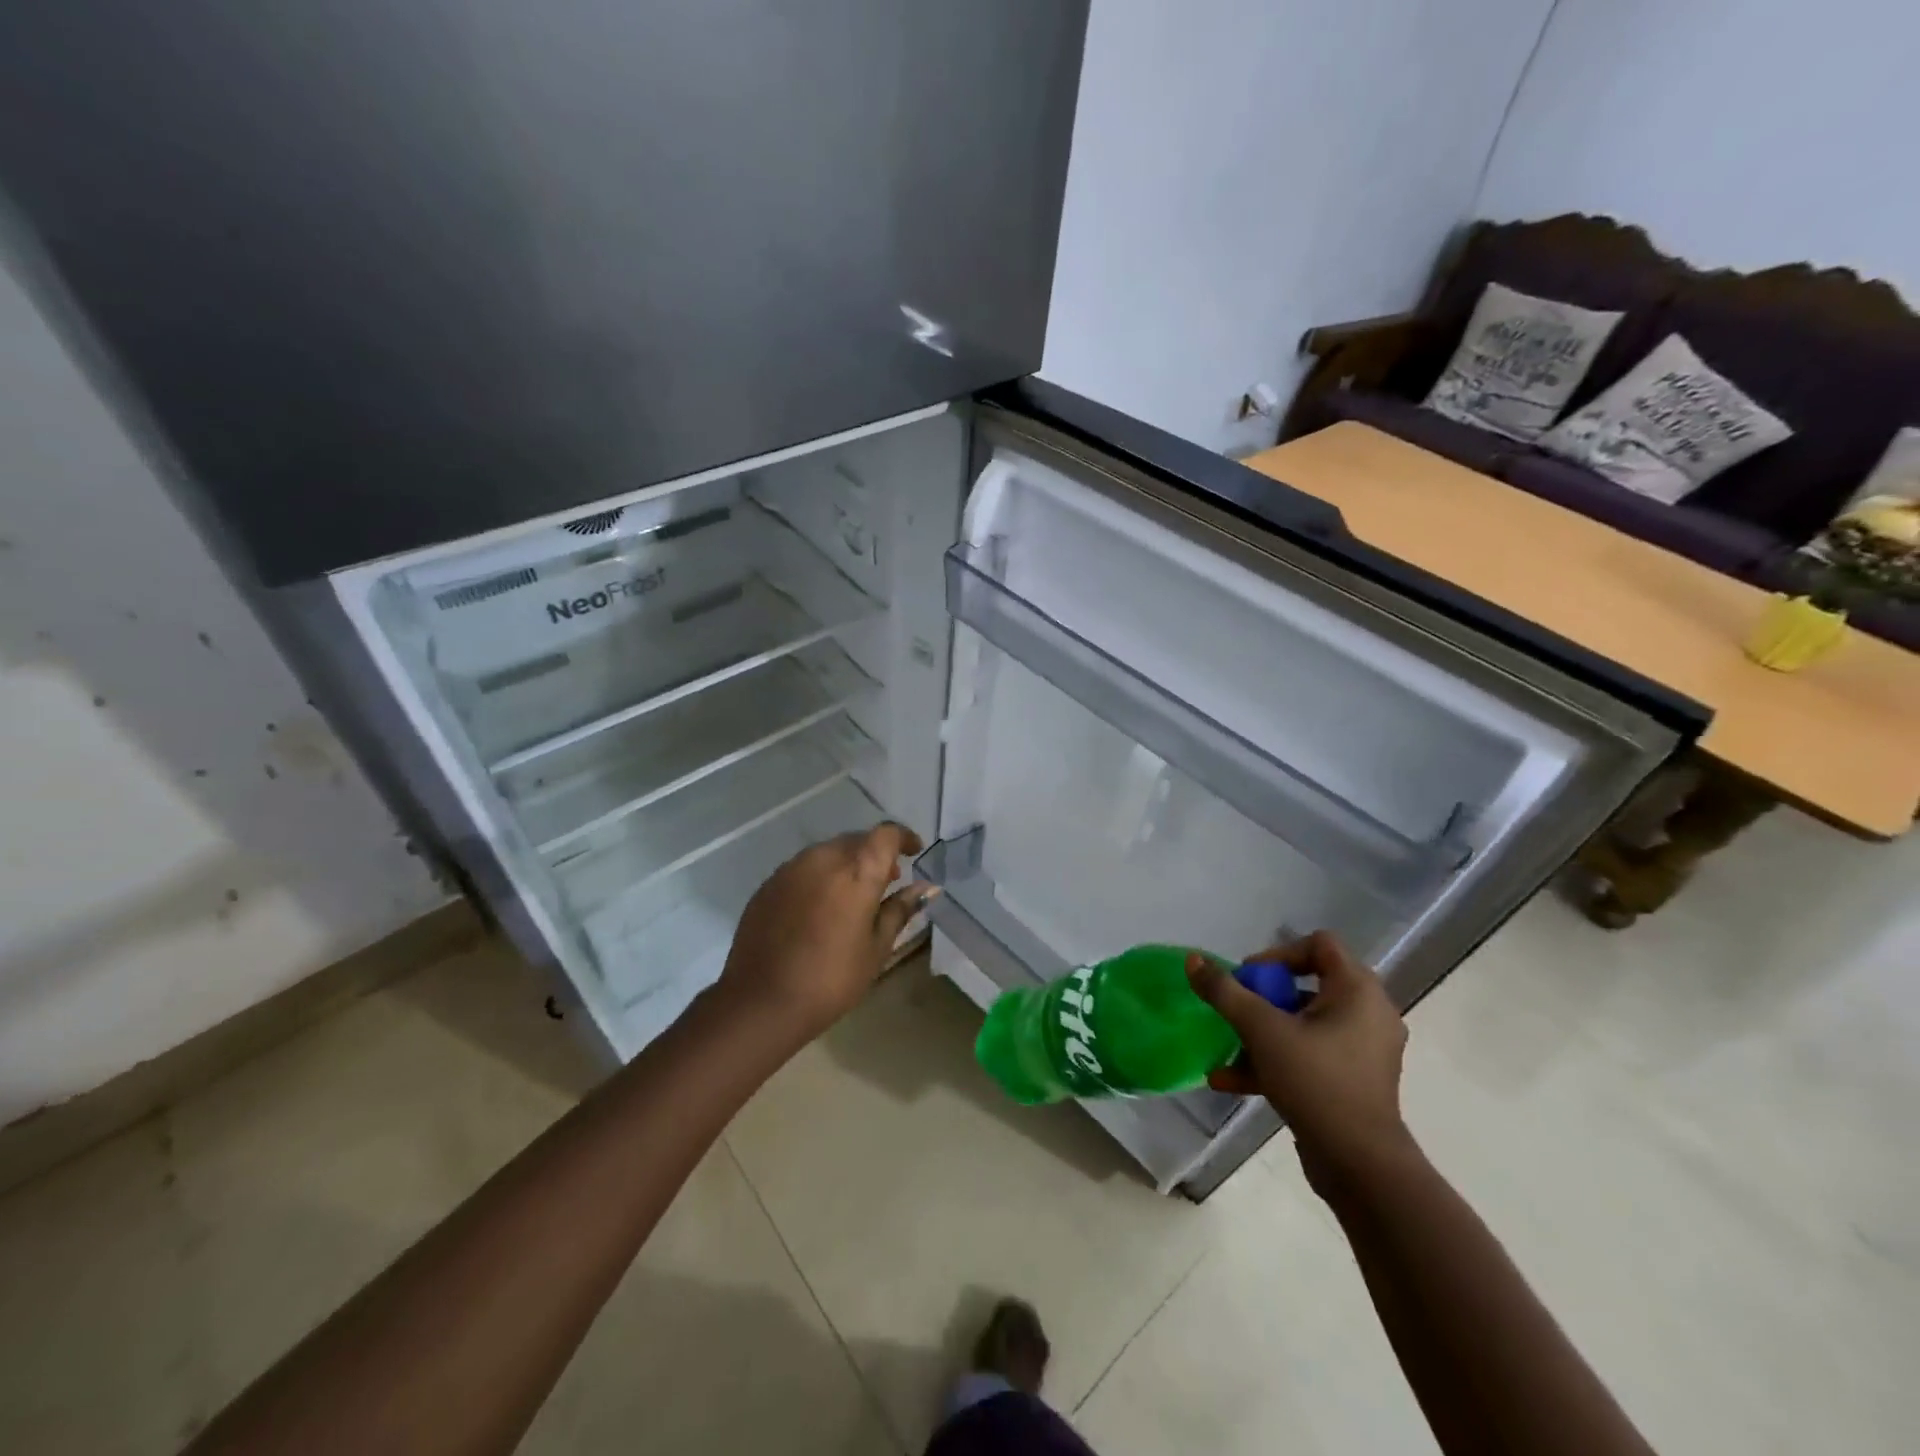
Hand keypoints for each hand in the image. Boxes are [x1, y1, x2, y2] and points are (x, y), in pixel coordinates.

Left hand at [714, 823, 937, 1041]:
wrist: (761, 1001)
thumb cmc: (831, 978)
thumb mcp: (876, 948)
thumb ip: (900, 909)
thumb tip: (926, 887)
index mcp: (857, 870)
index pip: (887, 834)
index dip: (904, 838)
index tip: (914, 852)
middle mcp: (823, 858)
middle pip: (856, 840)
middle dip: (875, 853)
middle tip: (887, 881)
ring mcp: (791, 868)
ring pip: (828, 852)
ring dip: (846, 863)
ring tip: (853, 895)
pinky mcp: (769, 884)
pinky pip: (803, 868)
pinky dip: (820, 877)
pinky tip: (820, 908)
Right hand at [1186, 932, 1409, 1180]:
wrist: (1361, 1167)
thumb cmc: (1316, 1082)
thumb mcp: (1262, 1030)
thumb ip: (1225, 992)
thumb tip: (1193, 960)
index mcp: (1358, 991)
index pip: (1319, 944)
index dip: (1278, 953)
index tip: (1249, 978)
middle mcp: (1368, 1014)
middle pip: (1307, 984)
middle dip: (1262, 997)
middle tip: (1237, 1009)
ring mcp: (1363, 1051)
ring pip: (1304, 1024)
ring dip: (1262, 1032)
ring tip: (1227, 1046)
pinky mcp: (1353, 1082)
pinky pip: (1309, 1056)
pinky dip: (1275, 1060)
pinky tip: (1230, 1079)